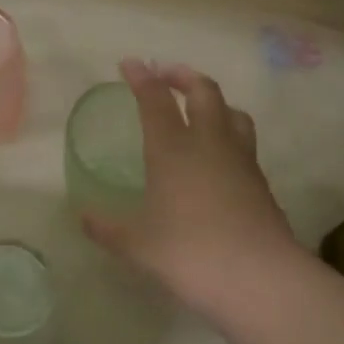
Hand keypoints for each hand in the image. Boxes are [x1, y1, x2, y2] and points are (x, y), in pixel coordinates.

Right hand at [81, 59, 303, 310]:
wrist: (259, 279)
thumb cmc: (189, 253)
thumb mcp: (137, 244)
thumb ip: (107, 228)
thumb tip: (82, 217)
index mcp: (173, 149)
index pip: (156, 99)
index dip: (142, 77)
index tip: (130, 64)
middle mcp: (209, 143)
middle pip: (204, 91)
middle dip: (183, 76)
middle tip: (166, 75)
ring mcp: (241, 160)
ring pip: (233, 112)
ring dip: (214, 101)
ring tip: (200, 109)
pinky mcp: (260, 182)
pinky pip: (244, 143)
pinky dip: (229, 135)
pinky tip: (219, 157)